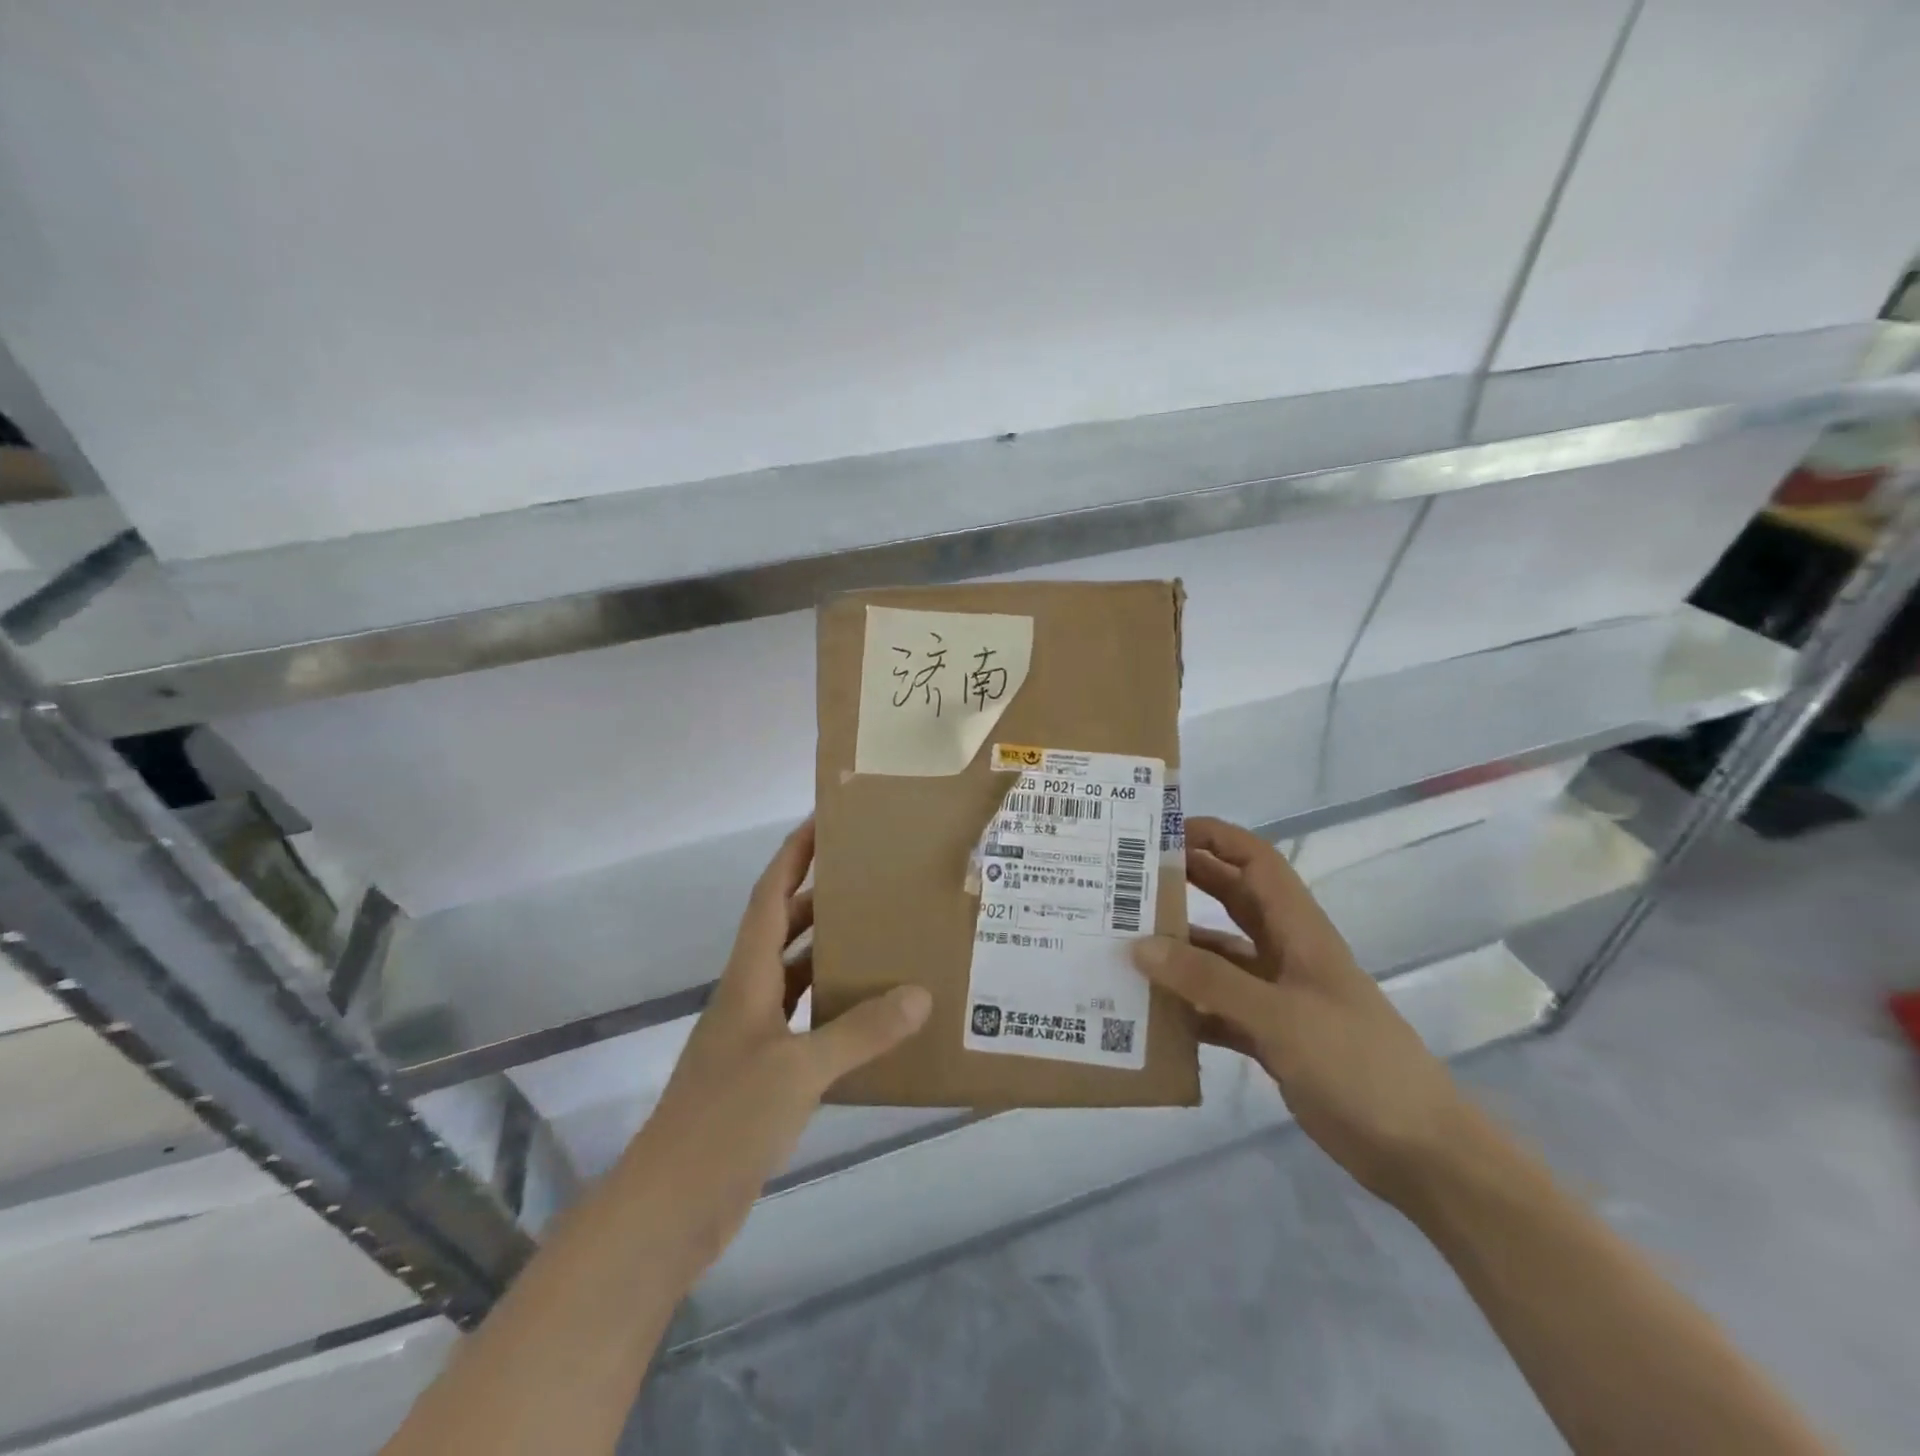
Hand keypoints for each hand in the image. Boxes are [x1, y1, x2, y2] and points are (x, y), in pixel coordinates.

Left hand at [617, 818, 931, 1273]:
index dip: (792, 856)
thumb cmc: (726, 1122)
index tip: (823, 823)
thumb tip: (920, 994)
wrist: (670, 1208)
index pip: (769, 897)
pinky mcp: (764, 1075)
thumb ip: (860, 1031)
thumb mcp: (799, 1070)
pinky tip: (871, 1016)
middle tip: (871, 880)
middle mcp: (749, 996)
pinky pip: (806, 1022)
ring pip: (796, 976)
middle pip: (784, 929)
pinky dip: (835, 1009)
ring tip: (882, 937)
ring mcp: (754, 1037)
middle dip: (821, 898)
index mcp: (748, 978)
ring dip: (830, 954)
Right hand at [1132, 816, 1468, 1205]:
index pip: (1256, 861)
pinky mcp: (1271, 1036)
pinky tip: (1150, 1013)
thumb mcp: (1280, 1016)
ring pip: (1219, 957)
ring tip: (1123, 945)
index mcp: (1298, 930)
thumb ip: (1209, 980)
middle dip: (1186, 884)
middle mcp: (1285, 953)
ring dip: (1179, 951)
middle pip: (1232, 901)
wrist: (1418, 1151)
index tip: (1162, 833)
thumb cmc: (1357, 1064)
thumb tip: (1140, 946)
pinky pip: (1218, 1008)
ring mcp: (1278, 996)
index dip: (1215, 837)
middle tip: (1128, 881)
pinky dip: (1188, 1007)